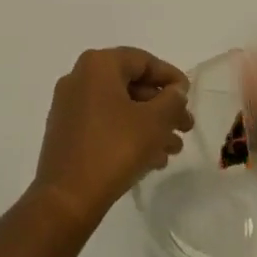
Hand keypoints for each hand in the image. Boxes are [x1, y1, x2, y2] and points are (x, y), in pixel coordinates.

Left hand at [32, 47, 192, 228]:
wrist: (67, 195)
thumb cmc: (114, 148)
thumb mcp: (153, 122)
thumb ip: (171, 101)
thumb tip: (175, 91)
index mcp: (97, 65)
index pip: (141, 60)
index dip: (169, 76)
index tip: (189, 96)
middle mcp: (79, 77)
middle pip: (130, 83)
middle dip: (161, 106)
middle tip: (186, 127)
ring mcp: (69, 104)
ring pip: (118, 106)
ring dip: (148, 124)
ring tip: (173, 149)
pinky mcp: (66, 130)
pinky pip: (104, 122)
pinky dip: (128, 133)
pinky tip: (151, 160)